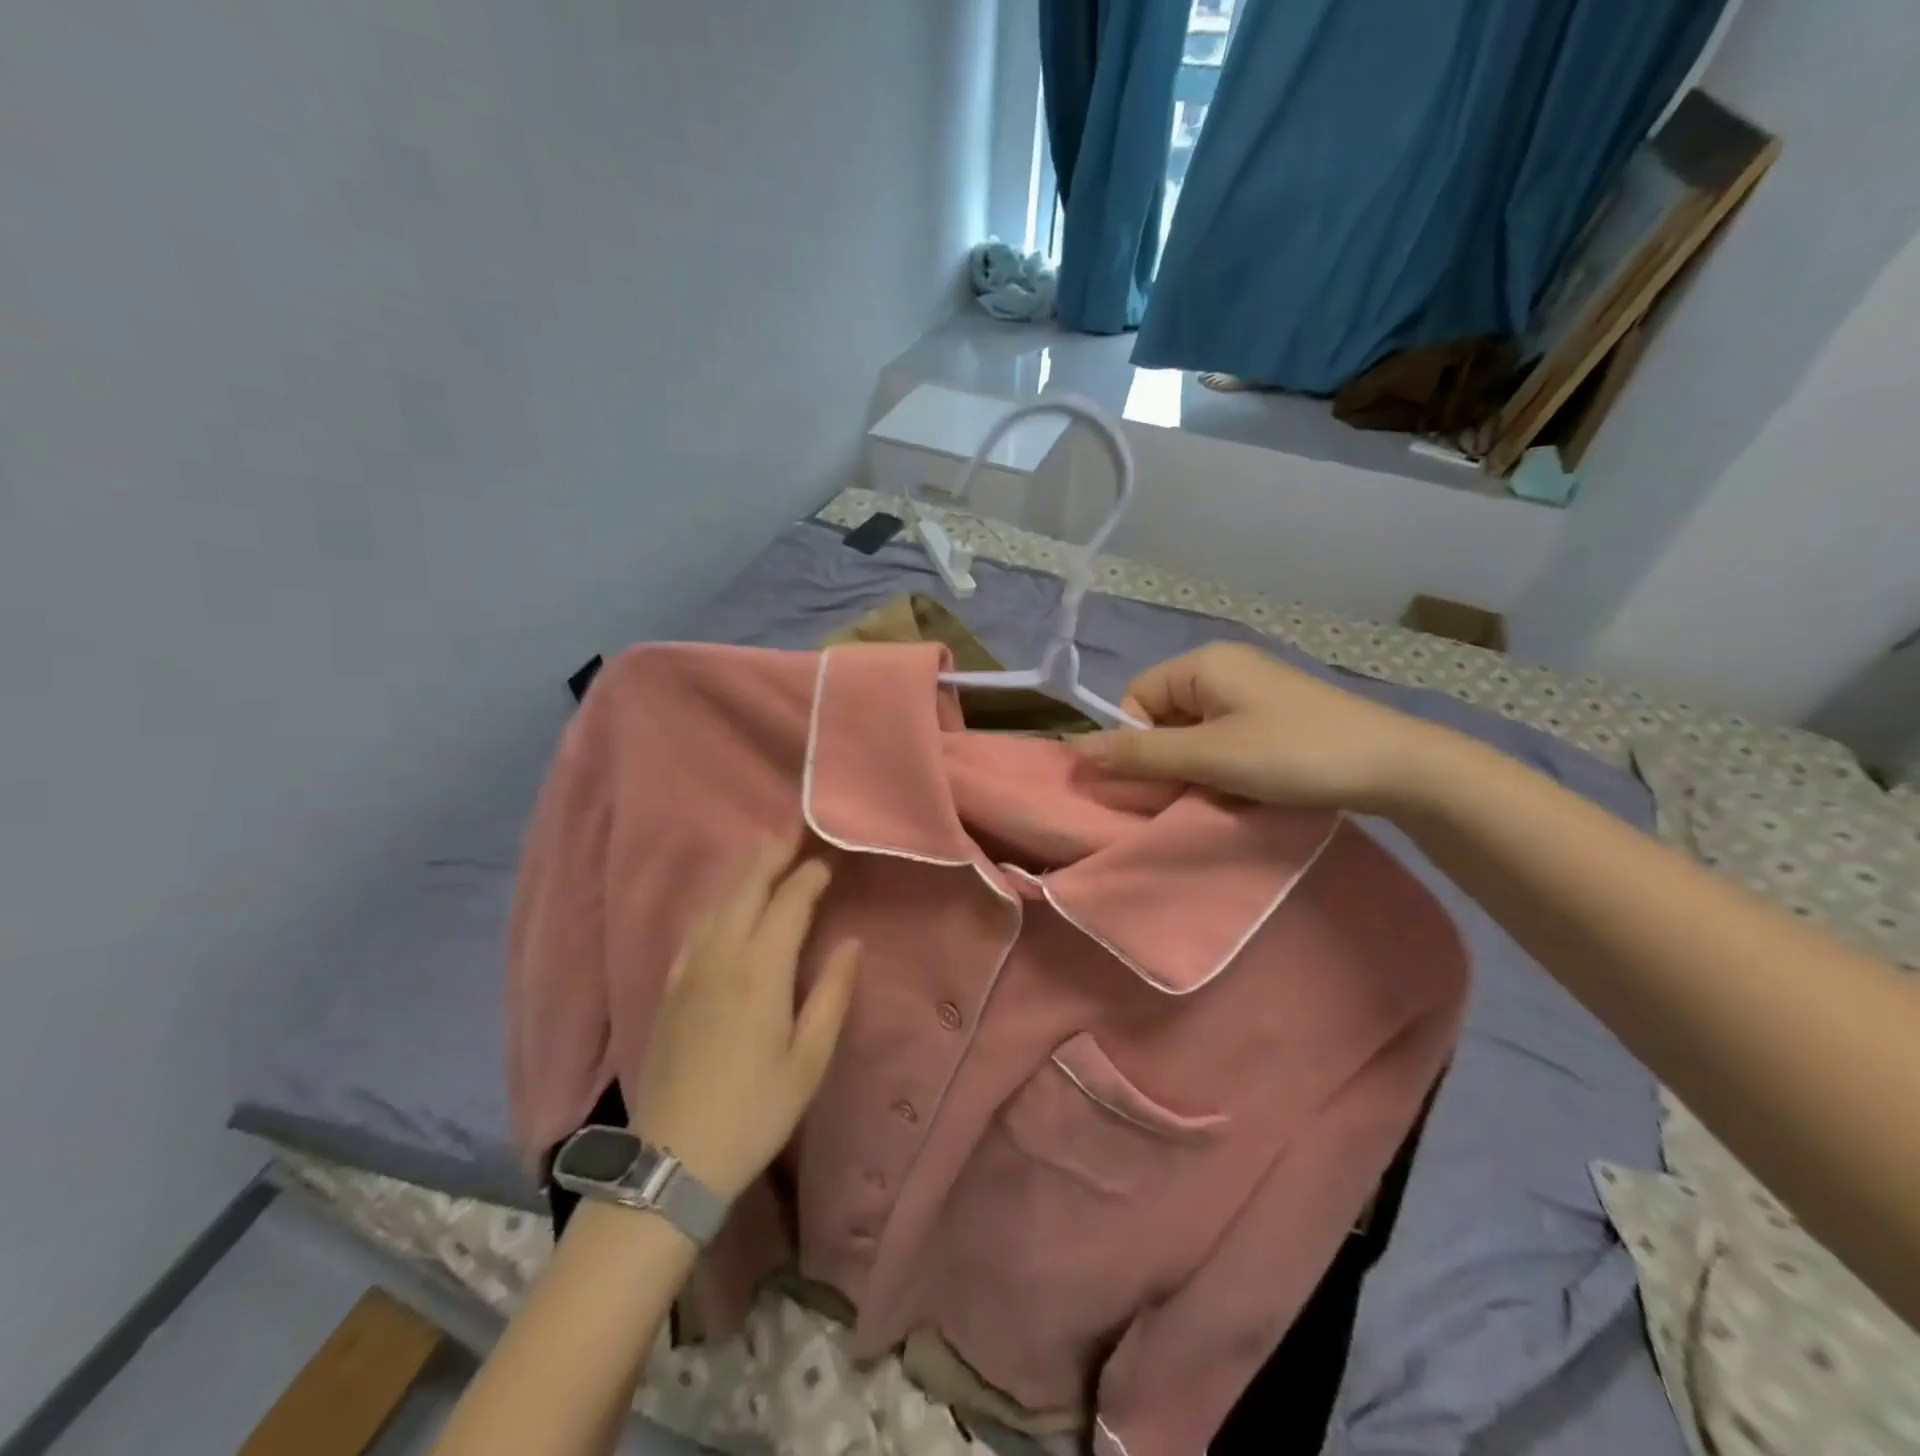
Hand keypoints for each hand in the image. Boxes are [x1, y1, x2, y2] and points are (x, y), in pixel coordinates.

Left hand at [628, 833, 860, 1202]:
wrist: (673, 1160)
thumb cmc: (754, 1111)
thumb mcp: (808, 1060)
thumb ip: (831, 994)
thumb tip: (851, 942)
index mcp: (760, 972)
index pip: (788, 904)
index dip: (809, 877)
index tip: (828, 861)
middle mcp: (722, 957)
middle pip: (746, 889)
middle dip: (771, 855)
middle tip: (793, 831)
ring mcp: (690, 970)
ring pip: (717, 903)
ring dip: (742, 873)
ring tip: (763, 854)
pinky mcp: (670, 988)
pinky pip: (695, 928)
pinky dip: (716, 903)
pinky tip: (723, 905)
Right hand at [1073, 642, 1441, 812]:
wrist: (1397, 766)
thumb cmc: (1294, 754)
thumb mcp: (1210, 756)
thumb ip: (1141, 752)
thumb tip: (1076, 749)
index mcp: (1203, 663)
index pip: (1135, 698)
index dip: (1136, 742)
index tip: (1160, 781)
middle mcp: (1223, 667)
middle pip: (1162, 714)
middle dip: (1166, 757)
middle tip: (1189, 793)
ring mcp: (1251, 689)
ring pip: (1192, 730)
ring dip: (1194, 765)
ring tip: (1220, 792)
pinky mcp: (1272, 713)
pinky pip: (1222, 736)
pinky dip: (1221, 763)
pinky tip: (1243, 786)